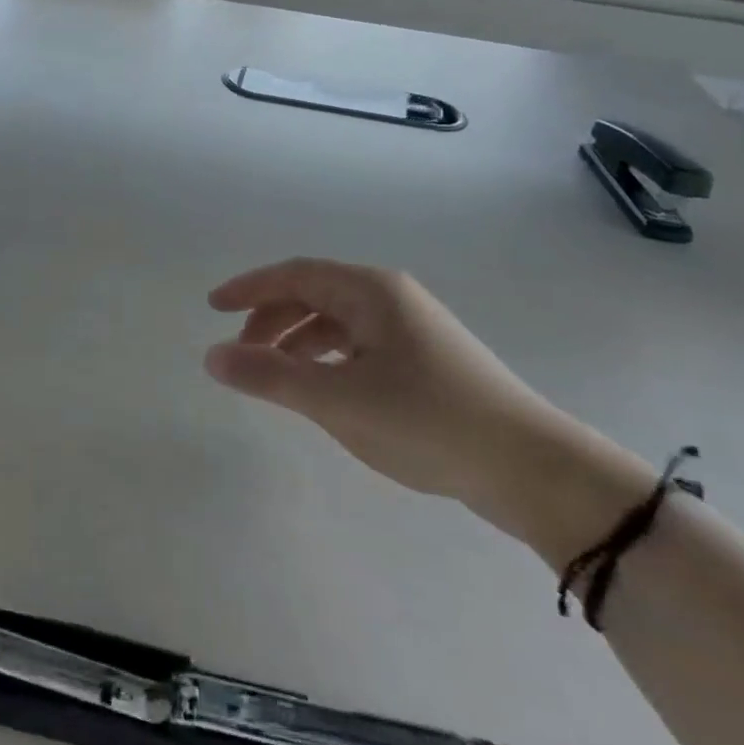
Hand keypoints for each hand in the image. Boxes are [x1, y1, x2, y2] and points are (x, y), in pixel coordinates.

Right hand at [206, 259, 628, 524]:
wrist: (532, 469)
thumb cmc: (428, 421)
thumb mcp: (338, 400)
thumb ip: (270, 376)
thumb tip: (211, 357)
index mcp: (370, 291)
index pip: (293, 274)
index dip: (248, 289)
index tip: (211, 307)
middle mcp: (391, 298)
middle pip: (314, 295)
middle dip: (270, 319)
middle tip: (240, 353)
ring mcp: (412, 329)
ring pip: (337, 322)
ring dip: (297, 342)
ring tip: (274, 377)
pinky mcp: (426, 361)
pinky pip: (358, 346)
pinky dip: (326, 360)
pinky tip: (321, 390)